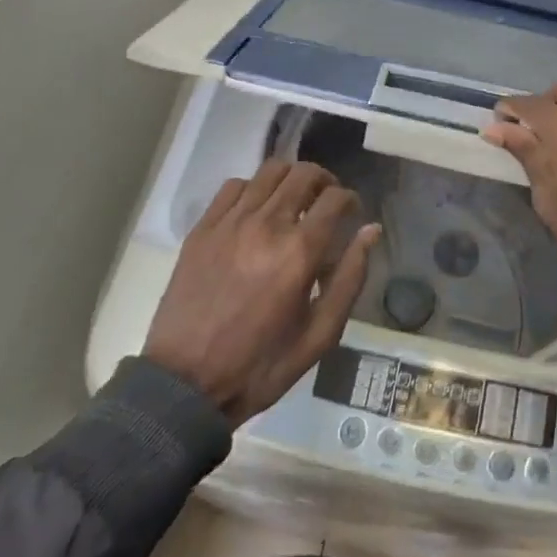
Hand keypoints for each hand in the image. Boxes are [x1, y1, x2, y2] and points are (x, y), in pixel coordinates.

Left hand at [144, 161, 379, 425]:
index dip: (350, 199)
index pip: (335, 198)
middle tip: (326, 202)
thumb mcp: (319, 335)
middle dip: (324, 181)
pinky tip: (255, 211)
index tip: (351, 213)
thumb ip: (350, 278)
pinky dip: (253, 189)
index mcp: (299, 252)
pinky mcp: (203, 228)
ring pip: (270, 171)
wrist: (184, 384)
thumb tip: (371, 231)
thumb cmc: (260, 365)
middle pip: (304, 173)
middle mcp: (267, 225)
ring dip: (290, 179)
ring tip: (293, 200)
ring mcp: (230, 222)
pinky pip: (234, 186)